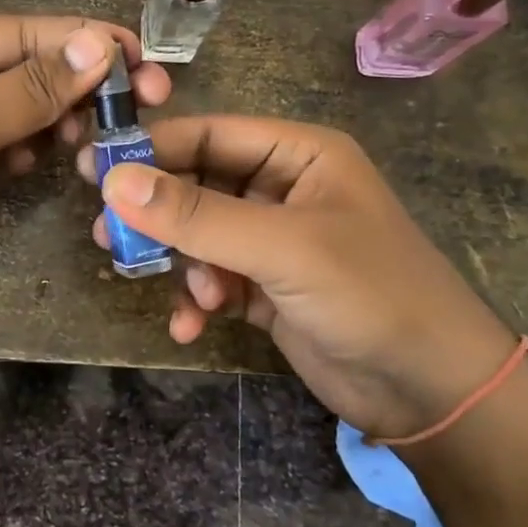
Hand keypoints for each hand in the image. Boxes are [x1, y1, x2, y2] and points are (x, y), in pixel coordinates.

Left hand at [0, 14, 169, 321]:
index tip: (145, 60)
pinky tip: (62, 158)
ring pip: (30, 110)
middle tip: (148, 101)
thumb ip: (27, 89)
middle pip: (32, 68)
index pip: (25, 32)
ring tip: (108, 135)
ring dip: (67, 119)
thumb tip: (100, 46)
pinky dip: (41, 151)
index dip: (86, 44)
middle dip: (84, 84)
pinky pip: (17, 147)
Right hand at [79, 116, 518, 438]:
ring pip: (199, 235)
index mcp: (299, 155)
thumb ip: (197, 214)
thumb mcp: (281, 247)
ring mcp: (273, 242)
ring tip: (151, 281)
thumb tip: (113, 181)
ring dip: (177, 261)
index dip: (153, 150)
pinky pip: (212, 279)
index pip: (211, 135)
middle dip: (157, 213)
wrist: (433, 391)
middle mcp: (283, 190)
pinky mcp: (266, 289)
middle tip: (106, 233)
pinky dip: (196, 299)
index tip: (94, 169)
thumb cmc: (369, 293)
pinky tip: (189, 325)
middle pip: (198, 184)